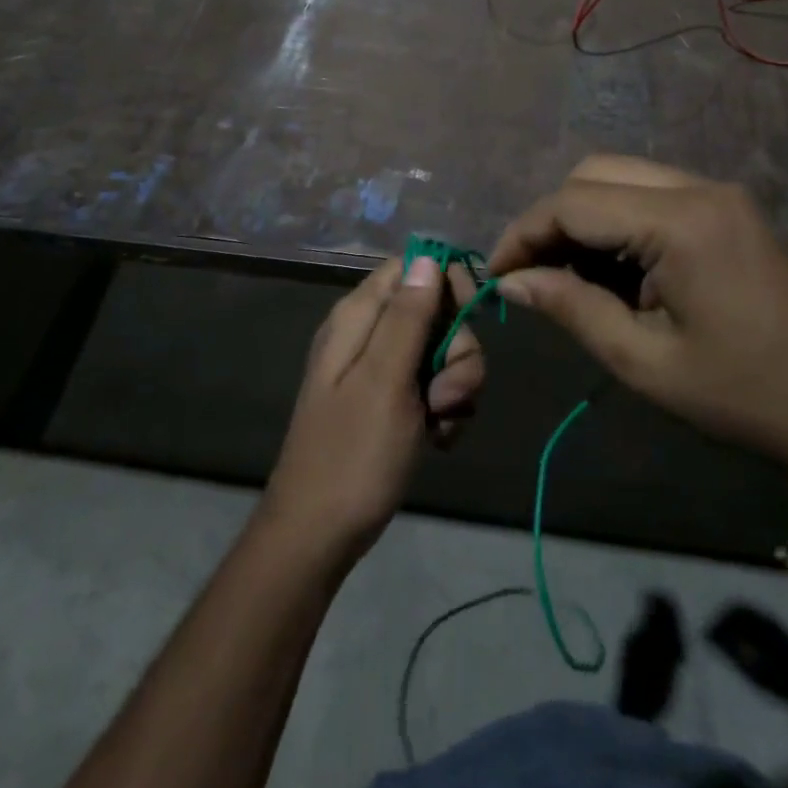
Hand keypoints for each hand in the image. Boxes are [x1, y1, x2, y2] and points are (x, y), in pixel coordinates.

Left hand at [263, 256, 483, 558]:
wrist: (320, 532)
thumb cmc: (352, 453)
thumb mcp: (385, 380)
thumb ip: (407, 316)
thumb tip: (427, 256)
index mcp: (359, 317)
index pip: (412, 267)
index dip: (446, 284)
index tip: (468, 317)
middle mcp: (370, 335)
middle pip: (436, 312)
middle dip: (457, 351)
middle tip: (445, 394)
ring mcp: (382, 371)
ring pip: (442, 353)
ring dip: (456, 388)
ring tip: (440, 424)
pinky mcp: (393, 403)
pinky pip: (435, 388)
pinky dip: (445, 411)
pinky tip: (438, 440)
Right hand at [487, 155, 787, 481]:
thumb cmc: (736, 394)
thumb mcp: (641, 359)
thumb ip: (570, 307)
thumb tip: (510, 281)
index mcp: (682, 223)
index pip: (574, 203)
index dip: (524, 234)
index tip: (496, 275)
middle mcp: (699, 188)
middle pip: (593, 173)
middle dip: (550, 220)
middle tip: (531, 274)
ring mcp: (718, 193)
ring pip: (619, 177)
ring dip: (582, 218)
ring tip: (568, 277)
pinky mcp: (725, 208)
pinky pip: (650, 194)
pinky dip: (616, 221)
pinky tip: (612, 270)